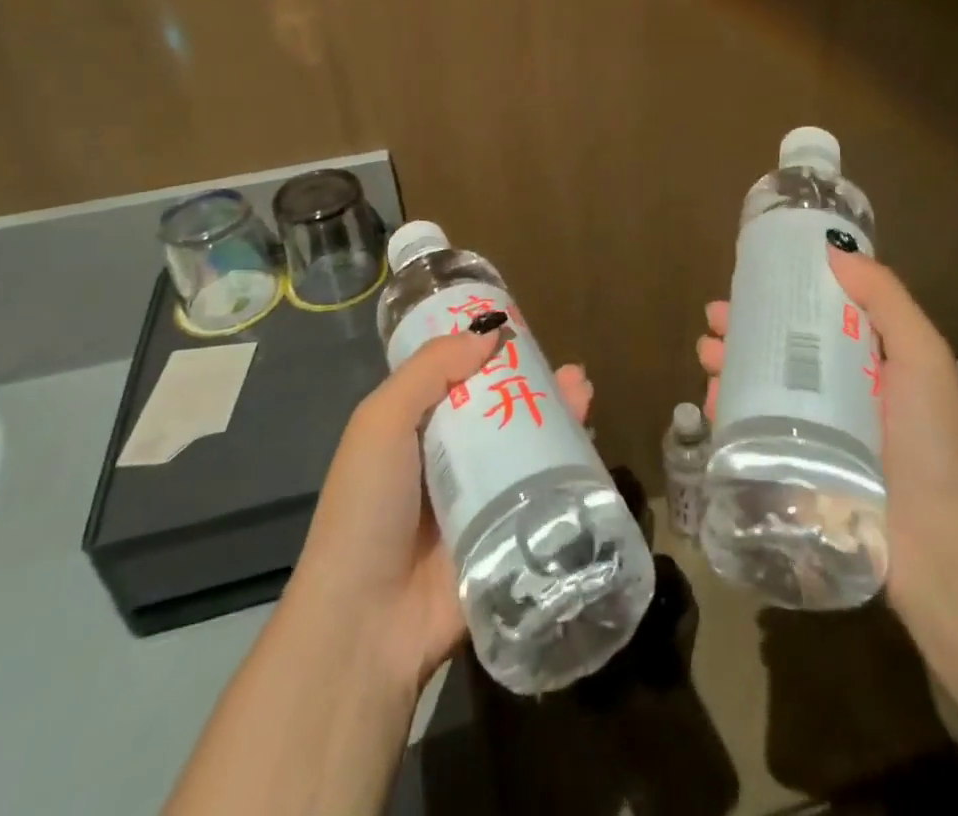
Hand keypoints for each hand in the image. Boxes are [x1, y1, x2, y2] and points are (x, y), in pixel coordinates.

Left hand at [286, 333, 593, 692]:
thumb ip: (430, 371)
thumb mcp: (381, 423)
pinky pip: (541, 498)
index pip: (459, 380)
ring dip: (557, 422)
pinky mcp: (506, 540)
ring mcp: (480, 502)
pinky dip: (566, 472)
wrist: (367, 625)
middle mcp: (449, 462)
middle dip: (536, 387)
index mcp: (415, 431)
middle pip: (501, 411)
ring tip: (584, 395)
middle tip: (570, 373)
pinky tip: (590, 450)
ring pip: (526, 450)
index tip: (523, 333)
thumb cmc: (367, 508)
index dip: (489, 355)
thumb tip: (489, 332)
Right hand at [695, 247, 957, 614]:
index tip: (747, 284)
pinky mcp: (794, 471)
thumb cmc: (933, 440)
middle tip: (714, 325)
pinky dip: (728, 413)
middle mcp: (837, 393)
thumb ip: (886, 299)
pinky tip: (711, 404)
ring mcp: (814, 435)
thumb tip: (834, 250)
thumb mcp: (922, 355)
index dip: (779, 298)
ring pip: (760, 390)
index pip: (815, 317)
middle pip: (780, 352)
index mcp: (867, 362)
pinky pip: (753, 433)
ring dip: (729, 369)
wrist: (941, 546)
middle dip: (743, 333)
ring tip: (707, 358)